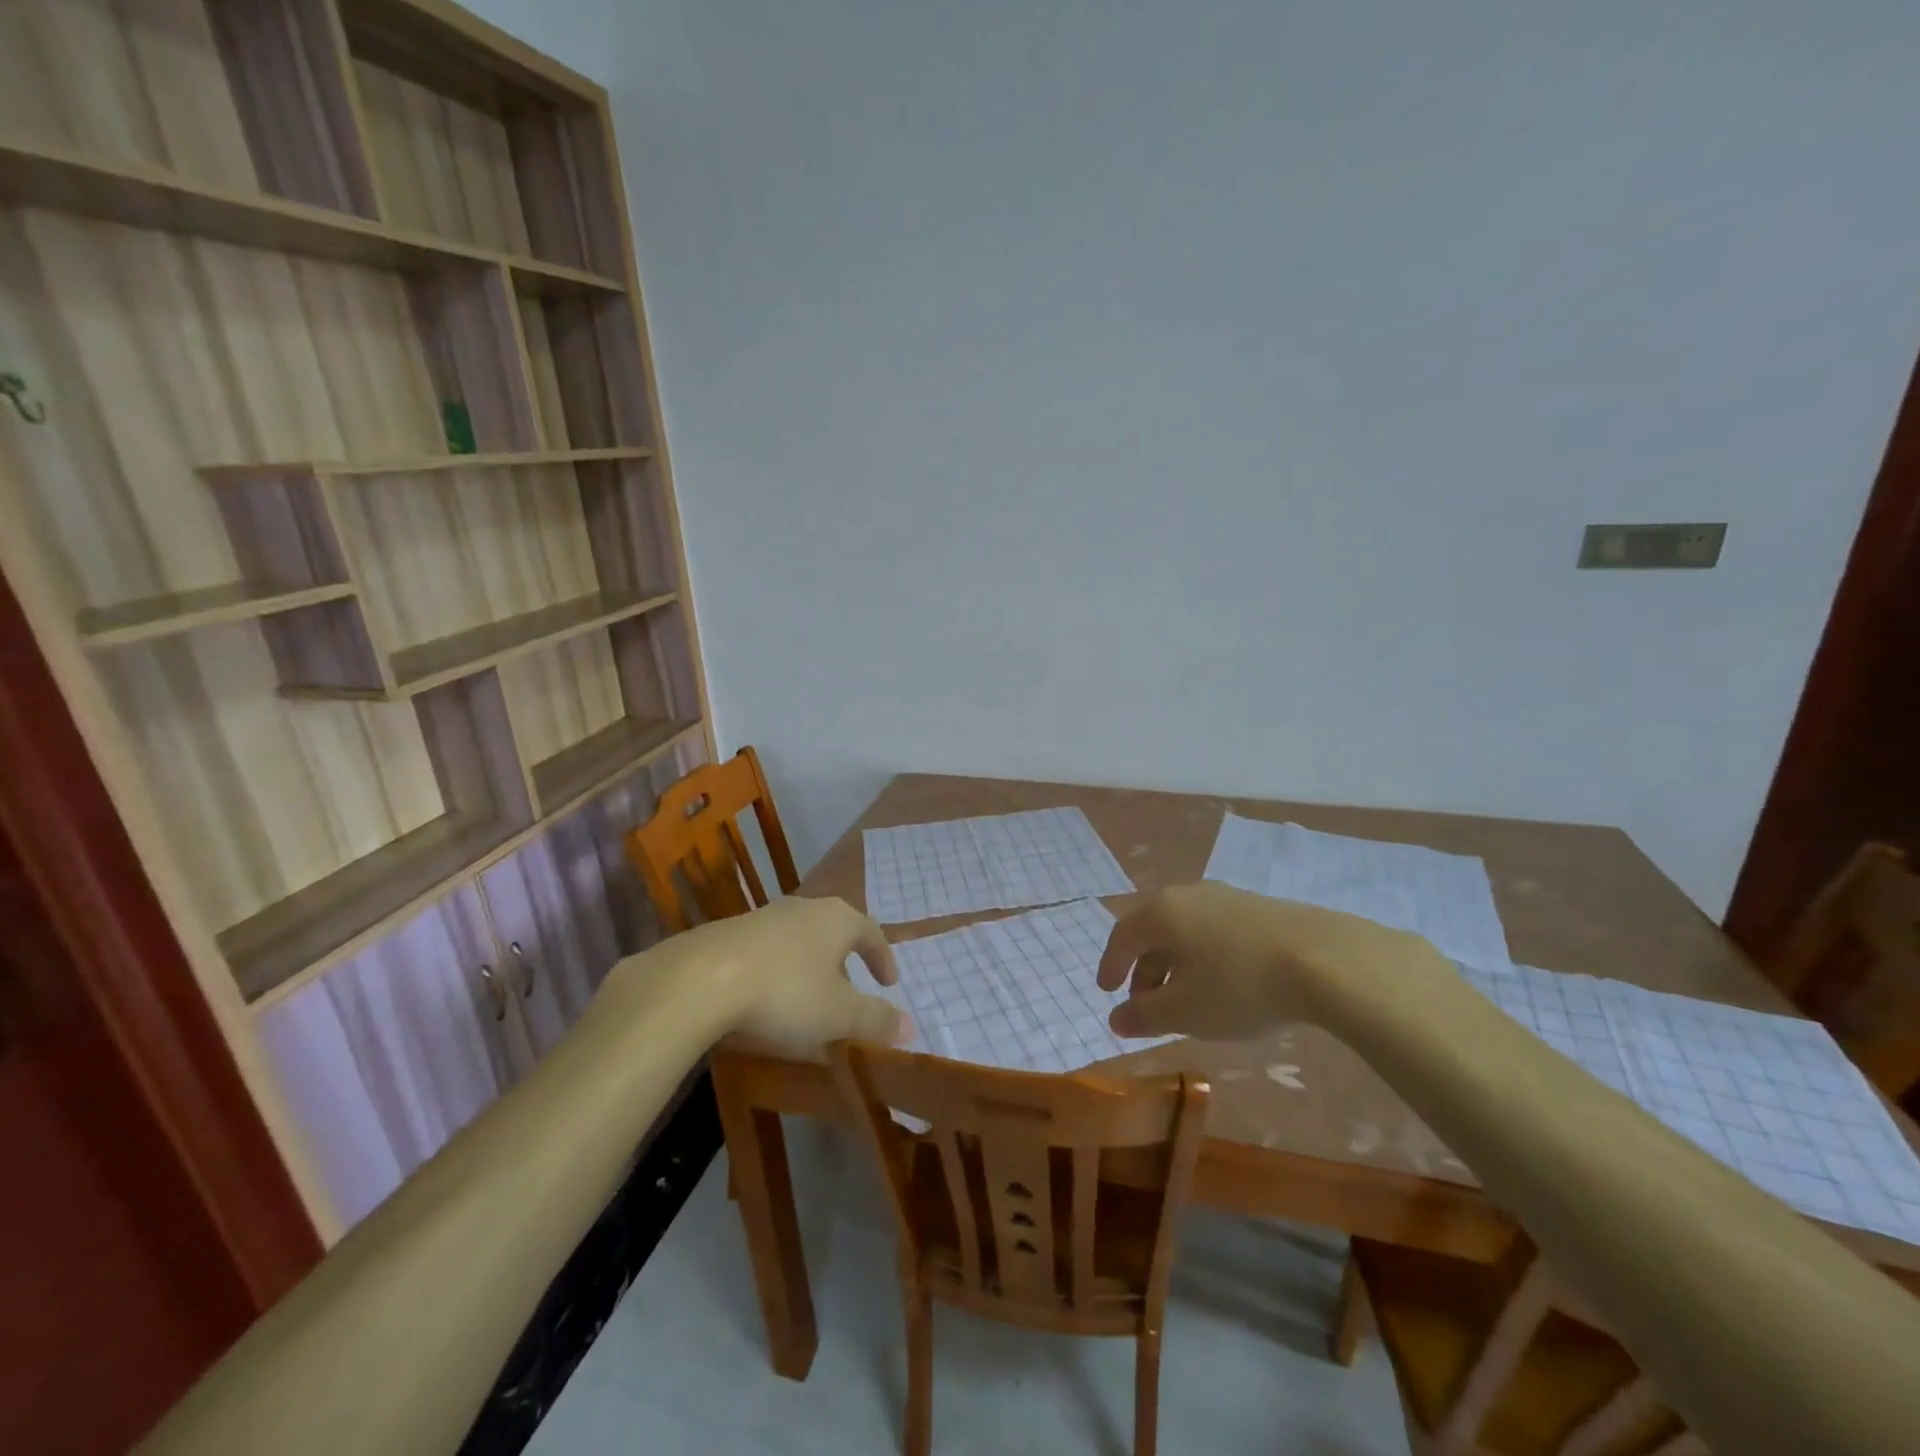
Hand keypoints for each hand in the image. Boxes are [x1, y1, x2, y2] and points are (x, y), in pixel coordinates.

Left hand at [599, 897, 908, 1057]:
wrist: (698, 979)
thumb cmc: (785, 993)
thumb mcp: (838, 1015)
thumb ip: (876, 1020)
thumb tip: (909, 1027)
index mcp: (836, 919)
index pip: (871, 932)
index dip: (882, 958)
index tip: (889, 983)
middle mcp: (802, 908)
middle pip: (833, 930)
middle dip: (844, 960)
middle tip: (848, 990)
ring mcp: (761, 917)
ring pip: (797, 939)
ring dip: (807, 965)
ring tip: (805, 998)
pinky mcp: (726, 934)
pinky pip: (764, 951)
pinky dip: (775, 972)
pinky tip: (763, 1000)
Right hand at [1097, 882, 1439, 1038]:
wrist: (1325, 960)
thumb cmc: (1239, 985)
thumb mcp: (1185, 1011)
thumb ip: (1144, 1016)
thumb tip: (1115, 1019)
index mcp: (1162, 912)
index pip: (1123, 935)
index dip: (1111, 965)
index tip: (1106, 991)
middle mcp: (1189, 895)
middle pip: (1154, 931)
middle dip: (1145, 970)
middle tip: (1146, 1005)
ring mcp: (1227, 897)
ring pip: (1186, 931)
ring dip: (1176, 964)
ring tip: (1186, 1000)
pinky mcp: (1260, 908)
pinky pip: (1215, 931)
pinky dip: (1205, 957)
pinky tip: (1224, 984)